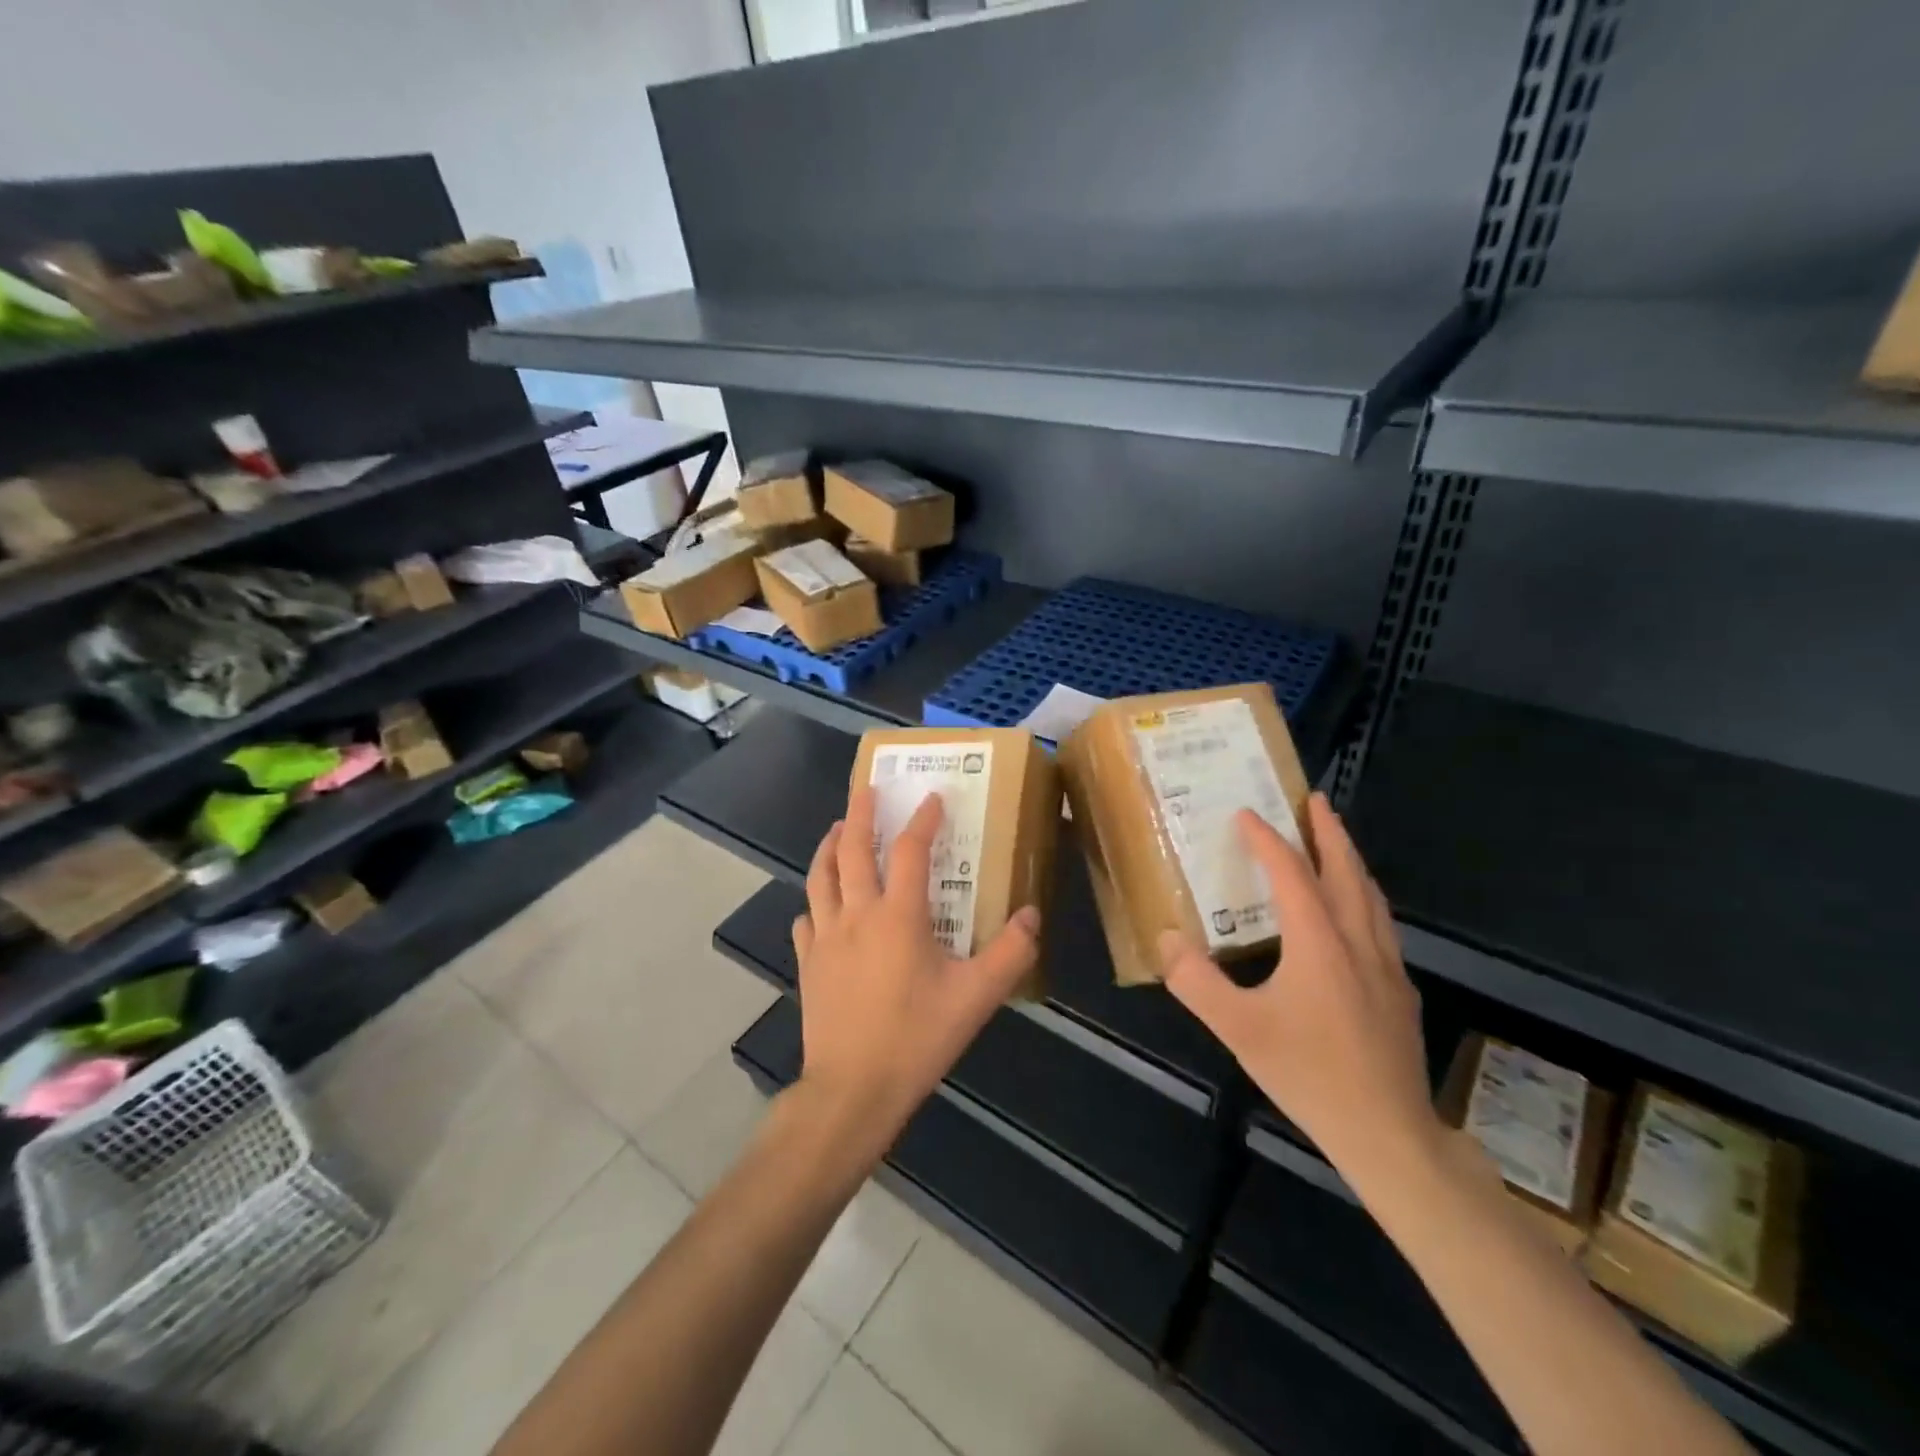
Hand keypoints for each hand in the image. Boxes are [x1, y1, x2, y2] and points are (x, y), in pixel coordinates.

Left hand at [790, 785, 1041, 1153]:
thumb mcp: (976, 997)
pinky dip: (815, 902)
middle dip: (859, 813)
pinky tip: (820, 905)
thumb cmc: (917, 1038)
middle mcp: (857, 914)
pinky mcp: (808, 963)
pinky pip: (806, 919)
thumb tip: (1030, 914)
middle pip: (851, 849)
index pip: (909, 850)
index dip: (923, 819)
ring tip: (835, 829)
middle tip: (865, 788)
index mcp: (898, 916)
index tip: (931, 796)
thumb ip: (1011, 953)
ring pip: (820, 876)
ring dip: (828, 846)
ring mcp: (825, 937)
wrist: (853, 1089)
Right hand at [1158, 793, 1440, 1190]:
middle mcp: (1357, 941)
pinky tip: (1353, 914)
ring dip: (1350, 860)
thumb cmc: (1309, 1074)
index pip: (1291, 873)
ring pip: (1370, 896)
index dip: (1267, 840)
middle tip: (1314, 799)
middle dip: (1329, 831)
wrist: (1388, 1133)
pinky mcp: (1400, 990)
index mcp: (1319, 942)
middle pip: (1346, 871)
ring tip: (1334, 842)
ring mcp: (1387, 966)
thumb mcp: (1237, 1029)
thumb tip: (1167, 938)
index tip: (1246, 813)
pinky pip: (1380, 924)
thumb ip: (1195, 981)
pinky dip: (1363, 897)